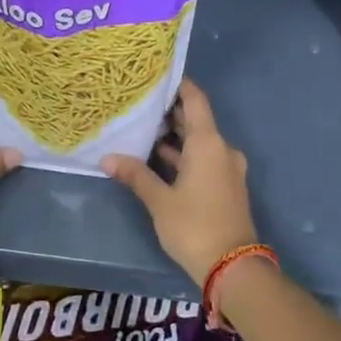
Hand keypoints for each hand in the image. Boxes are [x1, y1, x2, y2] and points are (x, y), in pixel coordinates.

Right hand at [102, 80, 256, 286]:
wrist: (233, 266)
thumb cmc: (194, 226)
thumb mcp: (160, 201)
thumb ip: (136, 176)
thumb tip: (107, 158)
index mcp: (209, 143)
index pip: (195, 100)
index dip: (179, 85)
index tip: (158, 75)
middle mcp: (222, 149)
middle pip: (197, 120)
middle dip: (171, 112)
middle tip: (140, 103)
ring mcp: (227, 168)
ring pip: (200, 142)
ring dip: (176, 136)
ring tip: (143, 129)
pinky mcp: (226, 185)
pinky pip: (204, 159)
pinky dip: (184, 155)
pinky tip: (159, 159)